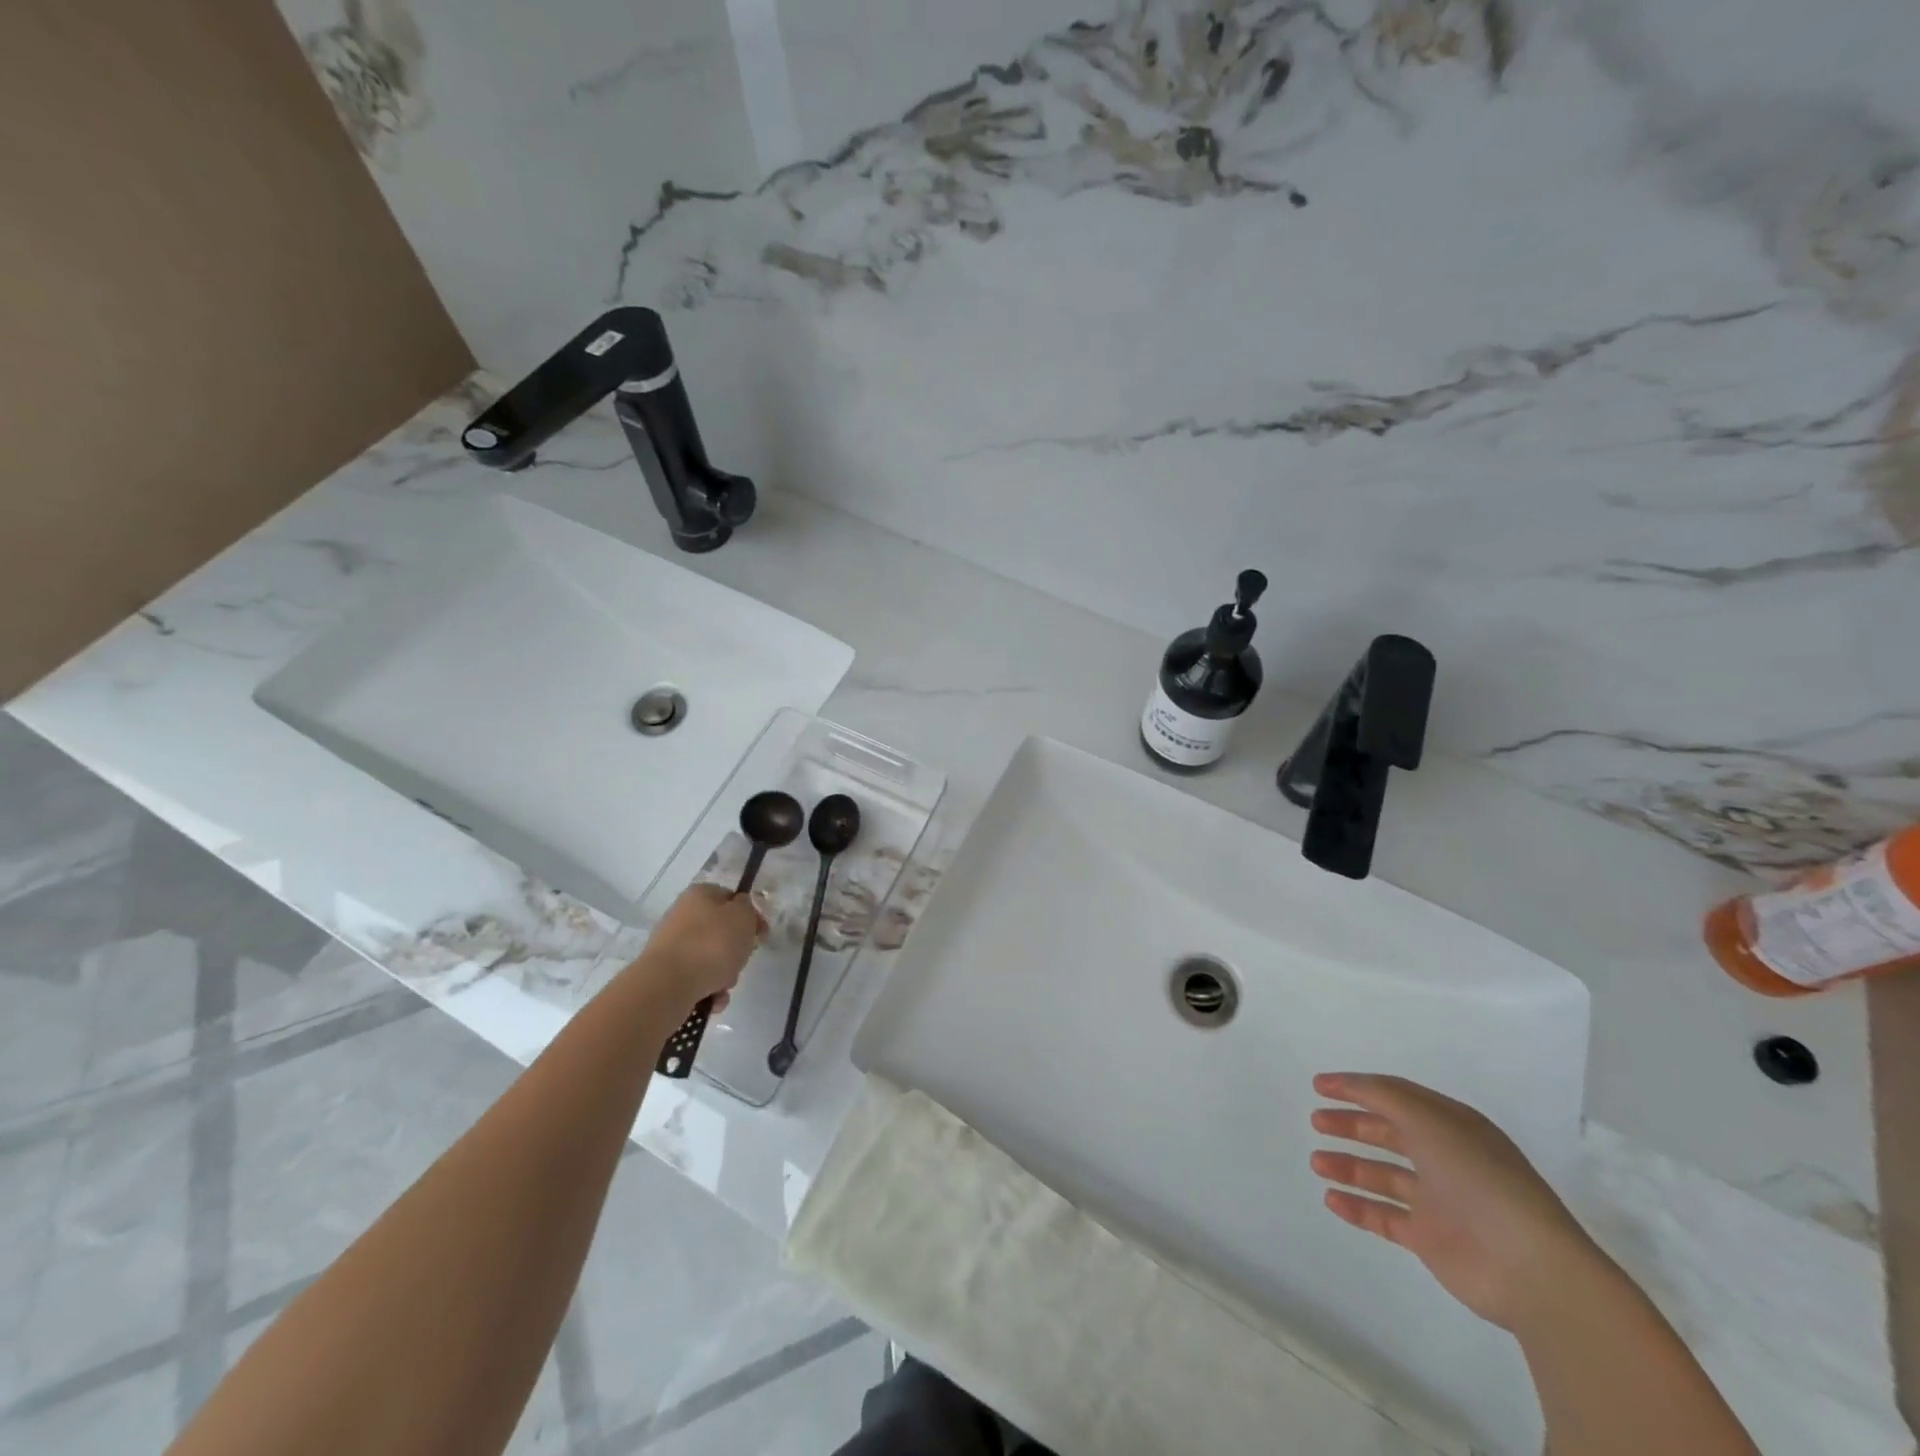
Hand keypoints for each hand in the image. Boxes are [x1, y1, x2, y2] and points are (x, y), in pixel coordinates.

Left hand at [630, 883, 764, 1014]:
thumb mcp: (743, 917)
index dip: (749, 915)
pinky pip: (697, 979)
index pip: (730, 898)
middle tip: (742, 960)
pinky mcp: (665, 973)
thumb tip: (741, 911)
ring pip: (710, 958)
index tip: (760, 935)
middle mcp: (682, 916)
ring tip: (724, 986)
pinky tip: (713, 999)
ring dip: (724, 974)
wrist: (668, 985)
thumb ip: (748, 909)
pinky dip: (709, 989)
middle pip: (721, 931)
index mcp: (700, 894)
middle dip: (736, 950)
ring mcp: (672, 946)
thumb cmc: (711, 944)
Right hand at [1309, 1072, 1599, 1331]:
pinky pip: (1385, 1218)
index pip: (1398, 1097)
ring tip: (1317, 1163)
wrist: (1531, 1269)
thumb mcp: (1431, 1122)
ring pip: (1383, 1176)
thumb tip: (1350, 1084)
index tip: (1319, 1085)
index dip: (1358, 1088)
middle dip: (1351, 1125)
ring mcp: (1439, 1202)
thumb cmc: (1480, 1180)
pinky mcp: (1432, 1240)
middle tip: (1316, 1122)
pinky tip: (1331, 1200)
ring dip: (1348, 1167)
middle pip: (1389, 1134)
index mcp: (1452, 1126)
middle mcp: (1445, 1159)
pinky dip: (1358, 1208)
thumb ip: (1385, 1097)